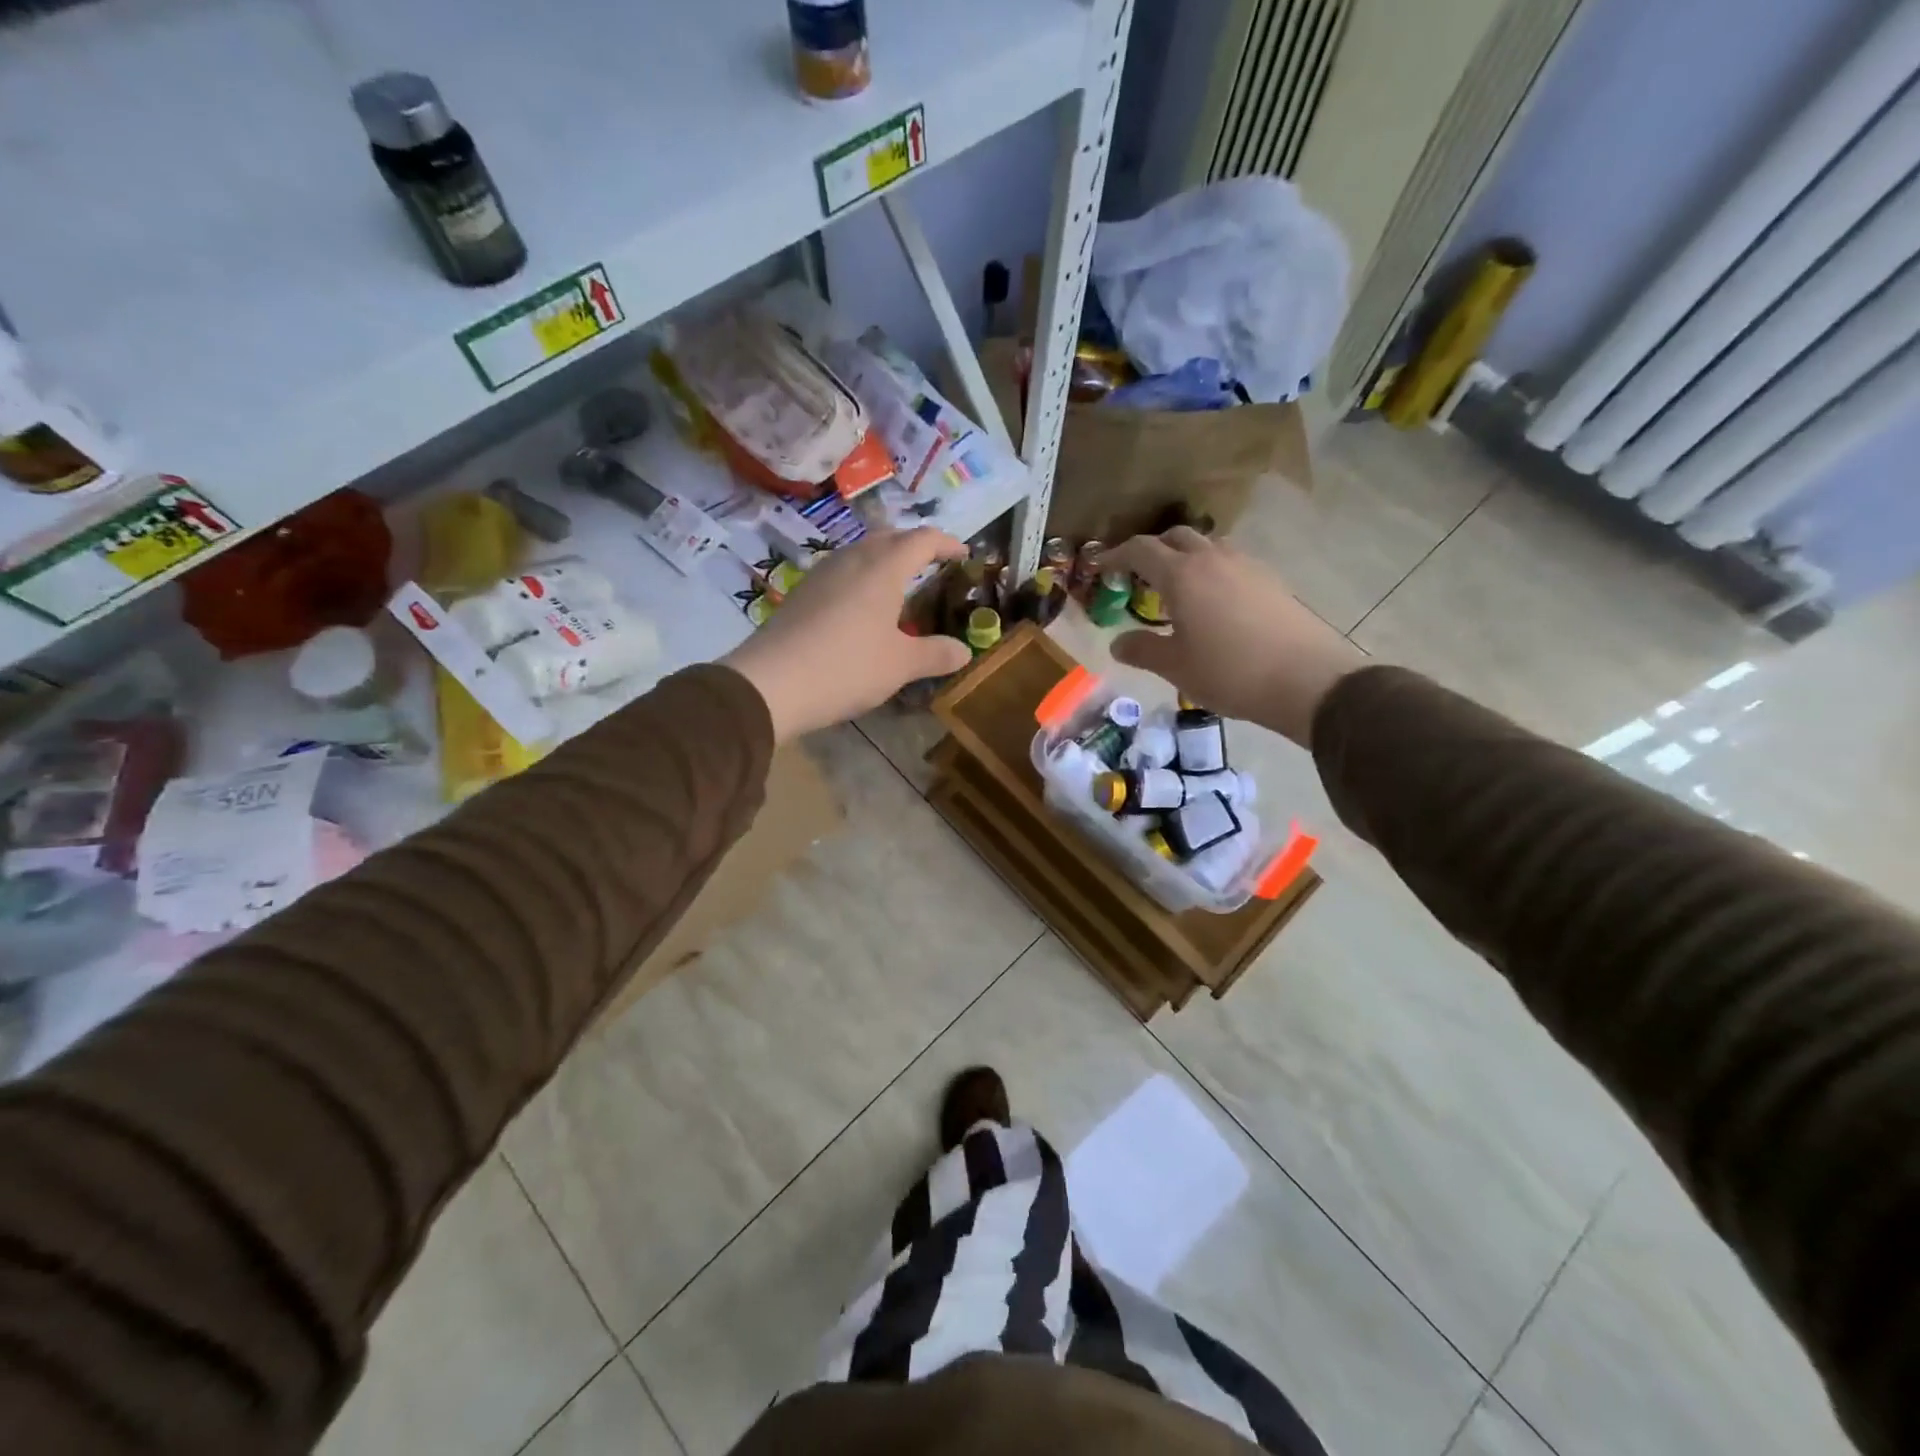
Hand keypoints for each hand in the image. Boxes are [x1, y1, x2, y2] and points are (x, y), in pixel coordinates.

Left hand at [721, 528, 972, 740]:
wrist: (771, 683)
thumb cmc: (847, 667)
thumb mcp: (900, 665)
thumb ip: (935, 654)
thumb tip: (964, 652)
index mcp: (883, 568)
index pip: (923, 540)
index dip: (947, 543)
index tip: (964, 555)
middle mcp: (852, 559)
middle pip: (889, 538)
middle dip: (914, 547)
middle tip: (933, 566)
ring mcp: (821, 573)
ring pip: (861, 553)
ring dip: (884, 560)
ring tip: (899, 586)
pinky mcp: (801, 593)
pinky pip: (841, 572)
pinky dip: (861, 579)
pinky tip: (861, 608)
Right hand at [1102, 528, 1365, 745]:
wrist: (1306, 680)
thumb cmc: (1229, 672)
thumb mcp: (1176, 667)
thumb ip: (1142, 650)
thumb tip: (1118, 643)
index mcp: (1182, 575)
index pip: (1141, 550)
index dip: (1116, 555)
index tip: (1102, 568)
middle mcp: (1213, 559)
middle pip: (1176, 537)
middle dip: (1153, 549)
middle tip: (1139, 575)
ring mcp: (1247, 566)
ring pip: (1208, 546)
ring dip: (1186, 556)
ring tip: (1177, 587)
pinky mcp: (1271, 581)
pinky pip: (1232, 563)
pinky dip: (1212, 571)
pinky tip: (1214, 602)